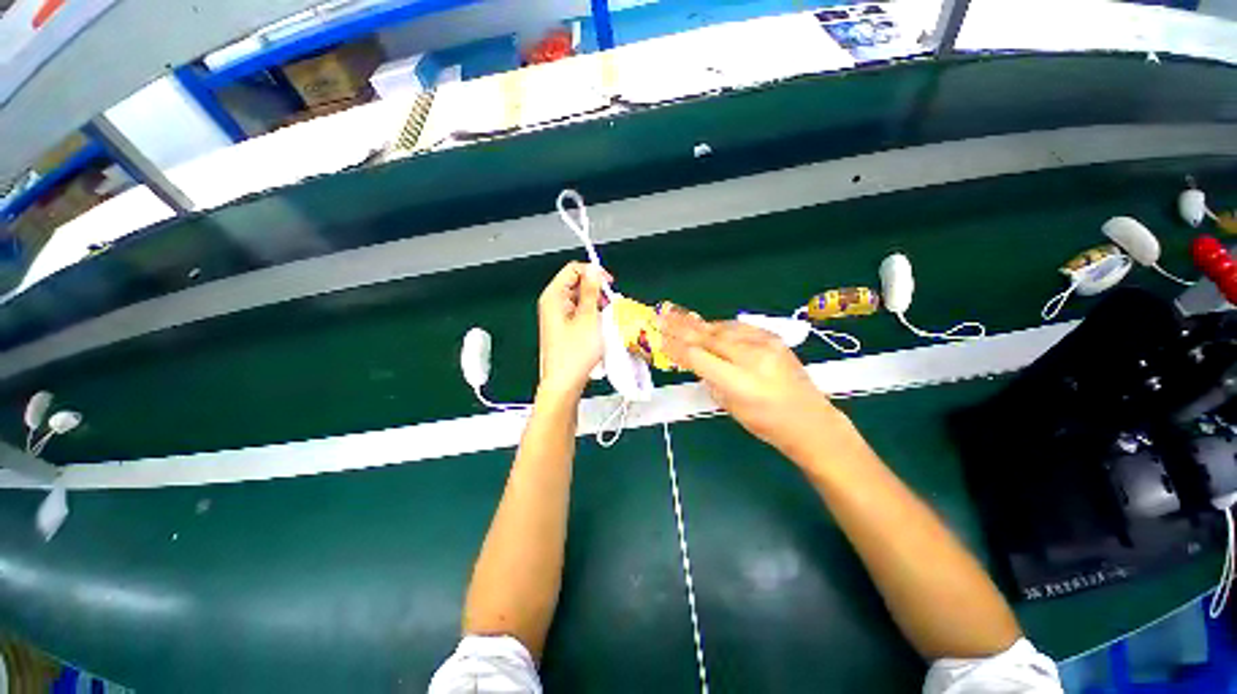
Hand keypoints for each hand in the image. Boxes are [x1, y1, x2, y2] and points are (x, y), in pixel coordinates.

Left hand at [536, 262, 610, 397]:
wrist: (564, 383)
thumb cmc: (574, 353)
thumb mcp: (588, 318)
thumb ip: (591, 291)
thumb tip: (594, 269)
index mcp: (553, 296)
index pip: (573, 269)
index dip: (592, 272)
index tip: (608, 284)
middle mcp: (552, 303)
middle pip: (576, 284)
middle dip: (596, 292)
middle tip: (608, 306)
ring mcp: (557, 317)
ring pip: (580, 300)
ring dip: (596, 305)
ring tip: (604, 320)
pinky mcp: (563, 328)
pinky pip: (579, 313)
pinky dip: (591, 317)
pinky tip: (598, 329)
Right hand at [658, 306, 849, 460]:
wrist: (809, 419)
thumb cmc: (766, 423)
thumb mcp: (730, 406)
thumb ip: (710, 379)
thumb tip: (693, 359)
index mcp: (739, 382)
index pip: (698, 357)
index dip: (675, 347)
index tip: (659, 339)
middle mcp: (752, 357)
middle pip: (708, 337)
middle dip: (681, 327)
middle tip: (661, 315)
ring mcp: (766, 344)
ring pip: (722, 328)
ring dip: (698, 325)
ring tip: (678, 317)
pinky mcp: (774, 338)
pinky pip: (739, 327)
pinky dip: (720, 326)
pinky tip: (708, 325)